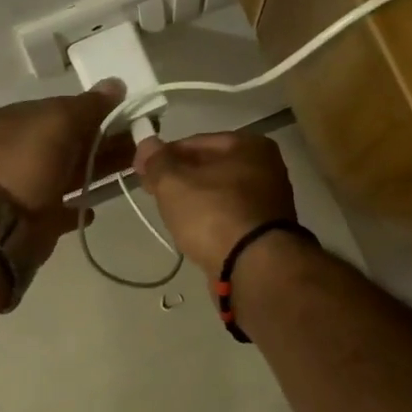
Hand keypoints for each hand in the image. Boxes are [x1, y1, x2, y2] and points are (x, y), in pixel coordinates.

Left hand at [0, 81, 134, 270]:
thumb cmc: (27, 163)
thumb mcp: (59, 122)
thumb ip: (89, 105)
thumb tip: (116, 83)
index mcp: (18, 119)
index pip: (64, 108)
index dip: (97, 110)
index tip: (129, 116)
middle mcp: (20, 149)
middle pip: (70, 140)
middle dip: (105, 141)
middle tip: (141, 142)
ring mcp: (26, 184)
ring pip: (71, 172)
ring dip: (100, 170)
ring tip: (134, 171)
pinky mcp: (34, 217)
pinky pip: (63, 207)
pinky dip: (80, 205)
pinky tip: (97, 207)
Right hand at [132, 131, 296, 275]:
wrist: (254, 268)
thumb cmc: (214, 214)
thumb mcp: (174, 183)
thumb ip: (157, 161)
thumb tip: (147, 143)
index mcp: (249, 145)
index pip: (195, 142)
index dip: (164, 155)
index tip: (142, 171)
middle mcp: (266, 168)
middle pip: (210, 168)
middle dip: (179, 179)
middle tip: (153, 193)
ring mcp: (269, 202)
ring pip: (219, 194)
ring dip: (195, 202)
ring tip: (171, 216)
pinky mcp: (266, 232)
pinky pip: (229, 218)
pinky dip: (211, 221)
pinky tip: (194, 234)